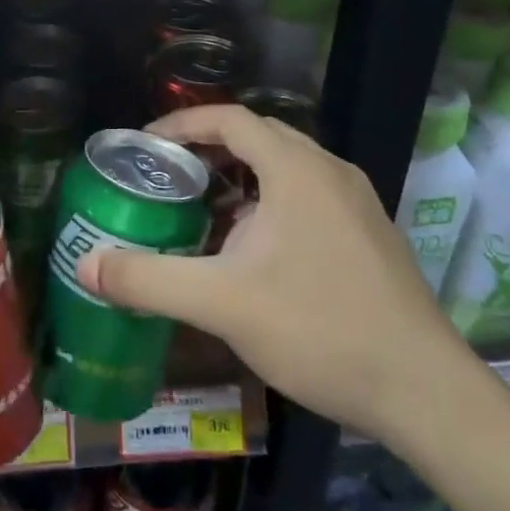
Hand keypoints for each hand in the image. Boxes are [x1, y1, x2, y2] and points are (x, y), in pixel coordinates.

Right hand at [77, 103, 477, 436]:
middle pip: (258, 137)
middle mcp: (329, 171)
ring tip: (202, 208)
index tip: (146, 145)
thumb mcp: (221, 303)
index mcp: (296, 169)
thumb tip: (85, 264)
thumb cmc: (319, 329)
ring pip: (286, 167)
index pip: (230, 119)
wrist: (425, 392)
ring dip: (241, 177)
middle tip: (168, 176)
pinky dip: (270, 200)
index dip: (183, 125)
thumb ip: (148, 280)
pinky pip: (308, 194)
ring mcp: (356, 201)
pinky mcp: (370, 233)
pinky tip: (253, 249)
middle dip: (208, 149)